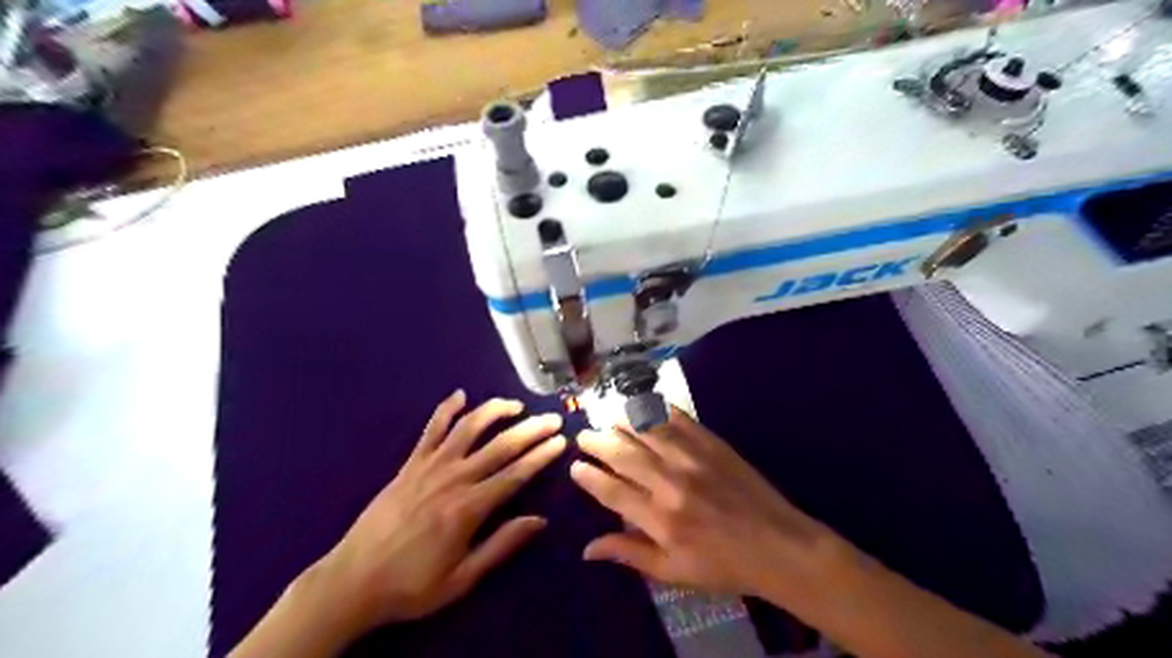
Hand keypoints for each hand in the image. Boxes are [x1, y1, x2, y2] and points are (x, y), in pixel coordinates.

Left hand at [310, 392, 567, 628]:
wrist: (353, 581)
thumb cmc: (412, 585)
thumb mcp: (463, 578)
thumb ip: (502, 545)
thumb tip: (539, 520)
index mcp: (469, 508)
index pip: (516, 474)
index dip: (541, 456)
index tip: (561, 441)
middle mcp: (453, 479)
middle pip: (500, 445)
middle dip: (530, 429)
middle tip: (552, 418)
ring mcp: (429, 467)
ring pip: (469, 428)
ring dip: (495, 411)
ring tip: (516, 405)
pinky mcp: (410, 464)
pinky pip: (431, 429)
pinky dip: (446, 409)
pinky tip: (460, 395)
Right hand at [573, 409, 837, 603]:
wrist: (778, 546)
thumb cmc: (723, 565)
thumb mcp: (673, 572)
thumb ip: (629, 554)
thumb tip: (587, 549)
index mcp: (660, 519)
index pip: (612, 491)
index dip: (589, 477)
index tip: (575, 467)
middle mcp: (671, 483)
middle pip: (624, 455)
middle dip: (598, 443)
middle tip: (583, 435)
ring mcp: (693, 459)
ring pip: (647, 432)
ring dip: (622, 423)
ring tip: (606, 418)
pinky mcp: (713, 444)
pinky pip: (679, 420)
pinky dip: (658, 411)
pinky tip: (645, 406)